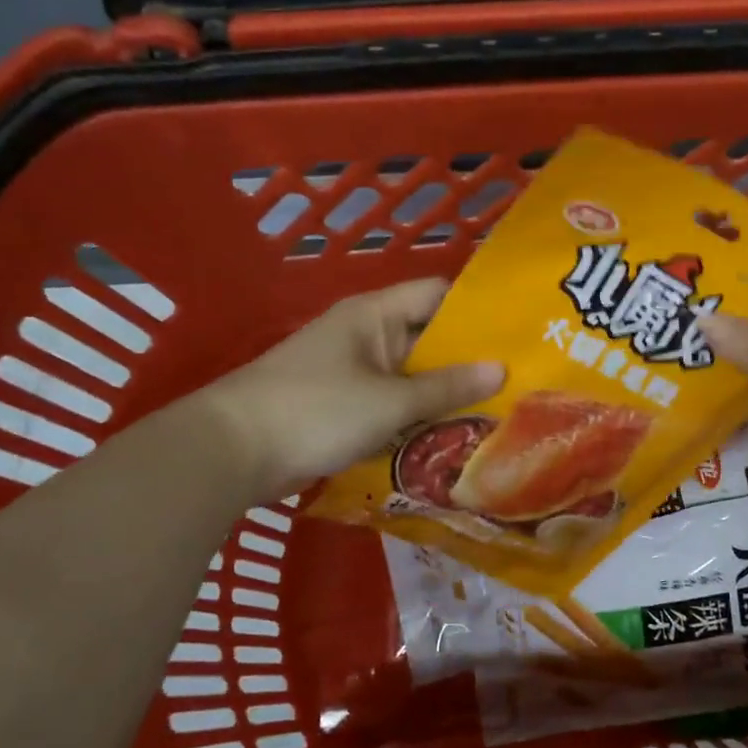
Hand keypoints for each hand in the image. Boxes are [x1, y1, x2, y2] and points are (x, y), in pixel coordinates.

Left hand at [202, 279, 504, 490]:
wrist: (228, 452)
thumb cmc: (315, 411)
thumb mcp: (389, 401)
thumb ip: (446, 387)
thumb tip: (502, 369)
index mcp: (374, 314)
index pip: (437, 294)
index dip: (476, 310)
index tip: (517, 331)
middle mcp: (365, 335)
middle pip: (428, 338)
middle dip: (468, 360)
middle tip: (519, 380)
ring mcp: (352, 372)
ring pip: (411, 375)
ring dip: (445, 393)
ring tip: (497, 411)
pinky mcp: (341, 406)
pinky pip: (391, 403)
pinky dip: (417, 416)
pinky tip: (451, 437)